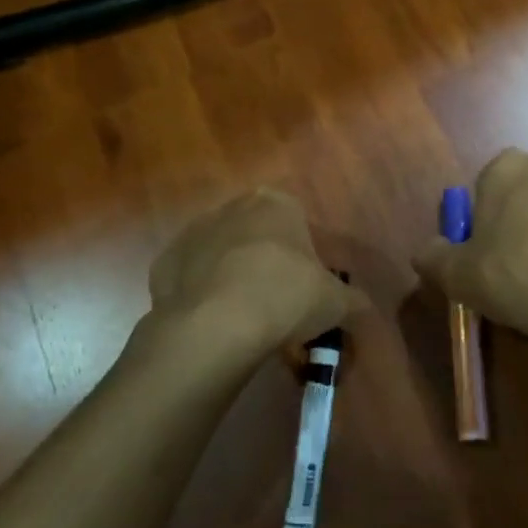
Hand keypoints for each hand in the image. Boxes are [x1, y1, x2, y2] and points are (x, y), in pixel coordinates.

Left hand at [144, 189, 363, 376]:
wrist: (217, 324)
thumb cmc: (286, 296)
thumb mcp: (335, 302)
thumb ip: (353, 301)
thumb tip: (363, 308)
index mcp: (276, 203)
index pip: (297, 222)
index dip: (303, 256)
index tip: (304, 288)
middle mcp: (232, 207)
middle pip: (256, 234)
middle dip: (265, 263)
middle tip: (277, 304)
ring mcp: (192, 233)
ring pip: (220, 254)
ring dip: (232, 277)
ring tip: (243, 319)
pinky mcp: (164, 263)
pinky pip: (190, 278)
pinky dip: (201, 295)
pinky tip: (213, 322)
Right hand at [414, 149, 527, 381]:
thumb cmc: (520, 281)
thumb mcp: (459, 277)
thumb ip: (434, 257)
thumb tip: (427, 251)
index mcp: (506, 167)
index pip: (486, 188)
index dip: (485, 224)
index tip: (488, 257)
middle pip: (526, 192)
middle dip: (521, 220)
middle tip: (518, 268)